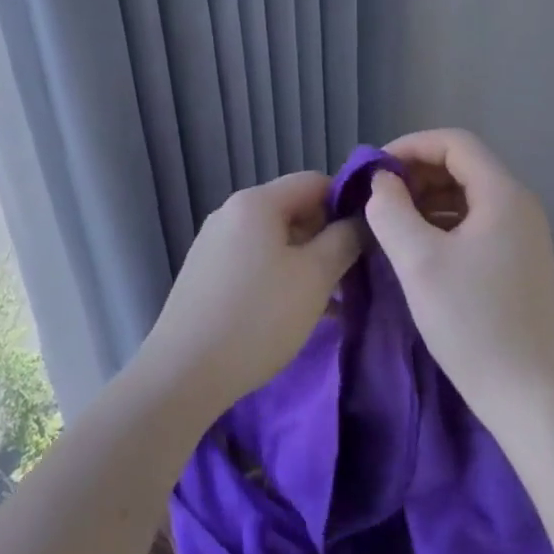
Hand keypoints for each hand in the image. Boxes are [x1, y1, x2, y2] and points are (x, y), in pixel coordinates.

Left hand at [136, 171, 360, 415]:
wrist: (184, 371)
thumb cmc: (258, 316)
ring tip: (334, 303)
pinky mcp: (206, 274)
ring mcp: (214, 243)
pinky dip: (281, 277)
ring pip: (275, 240)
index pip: (314, 182)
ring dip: (307, 263)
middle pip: (293, 209)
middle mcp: (231, 212)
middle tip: (353, 276)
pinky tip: (298, 313)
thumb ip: (344, 240)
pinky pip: (254, 262)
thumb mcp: (314, 277)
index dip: (347, 203)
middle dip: (327, 238)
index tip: (369, 238)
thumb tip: (361, 220)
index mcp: (256, 201)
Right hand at [366, 129, 553, 420]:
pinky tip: (416, 246)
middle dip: (415, 173)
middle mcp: (519, 206)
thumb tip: (381, 183)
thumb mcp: (418, 261)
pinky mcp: (518, 262)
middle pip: (462, 165)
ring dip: (426, 198)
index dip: (409, 146)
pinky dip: (442, 222)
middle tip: (377, 197)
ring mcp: (522, 235)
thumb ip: (390, 210)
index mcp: (503, 195)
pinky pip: (475, 222)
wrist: (531, 399)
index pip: (454, 143)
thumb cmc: (473, 323)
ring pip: (467, 194)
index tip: (373, 171)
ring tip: (390, 221)